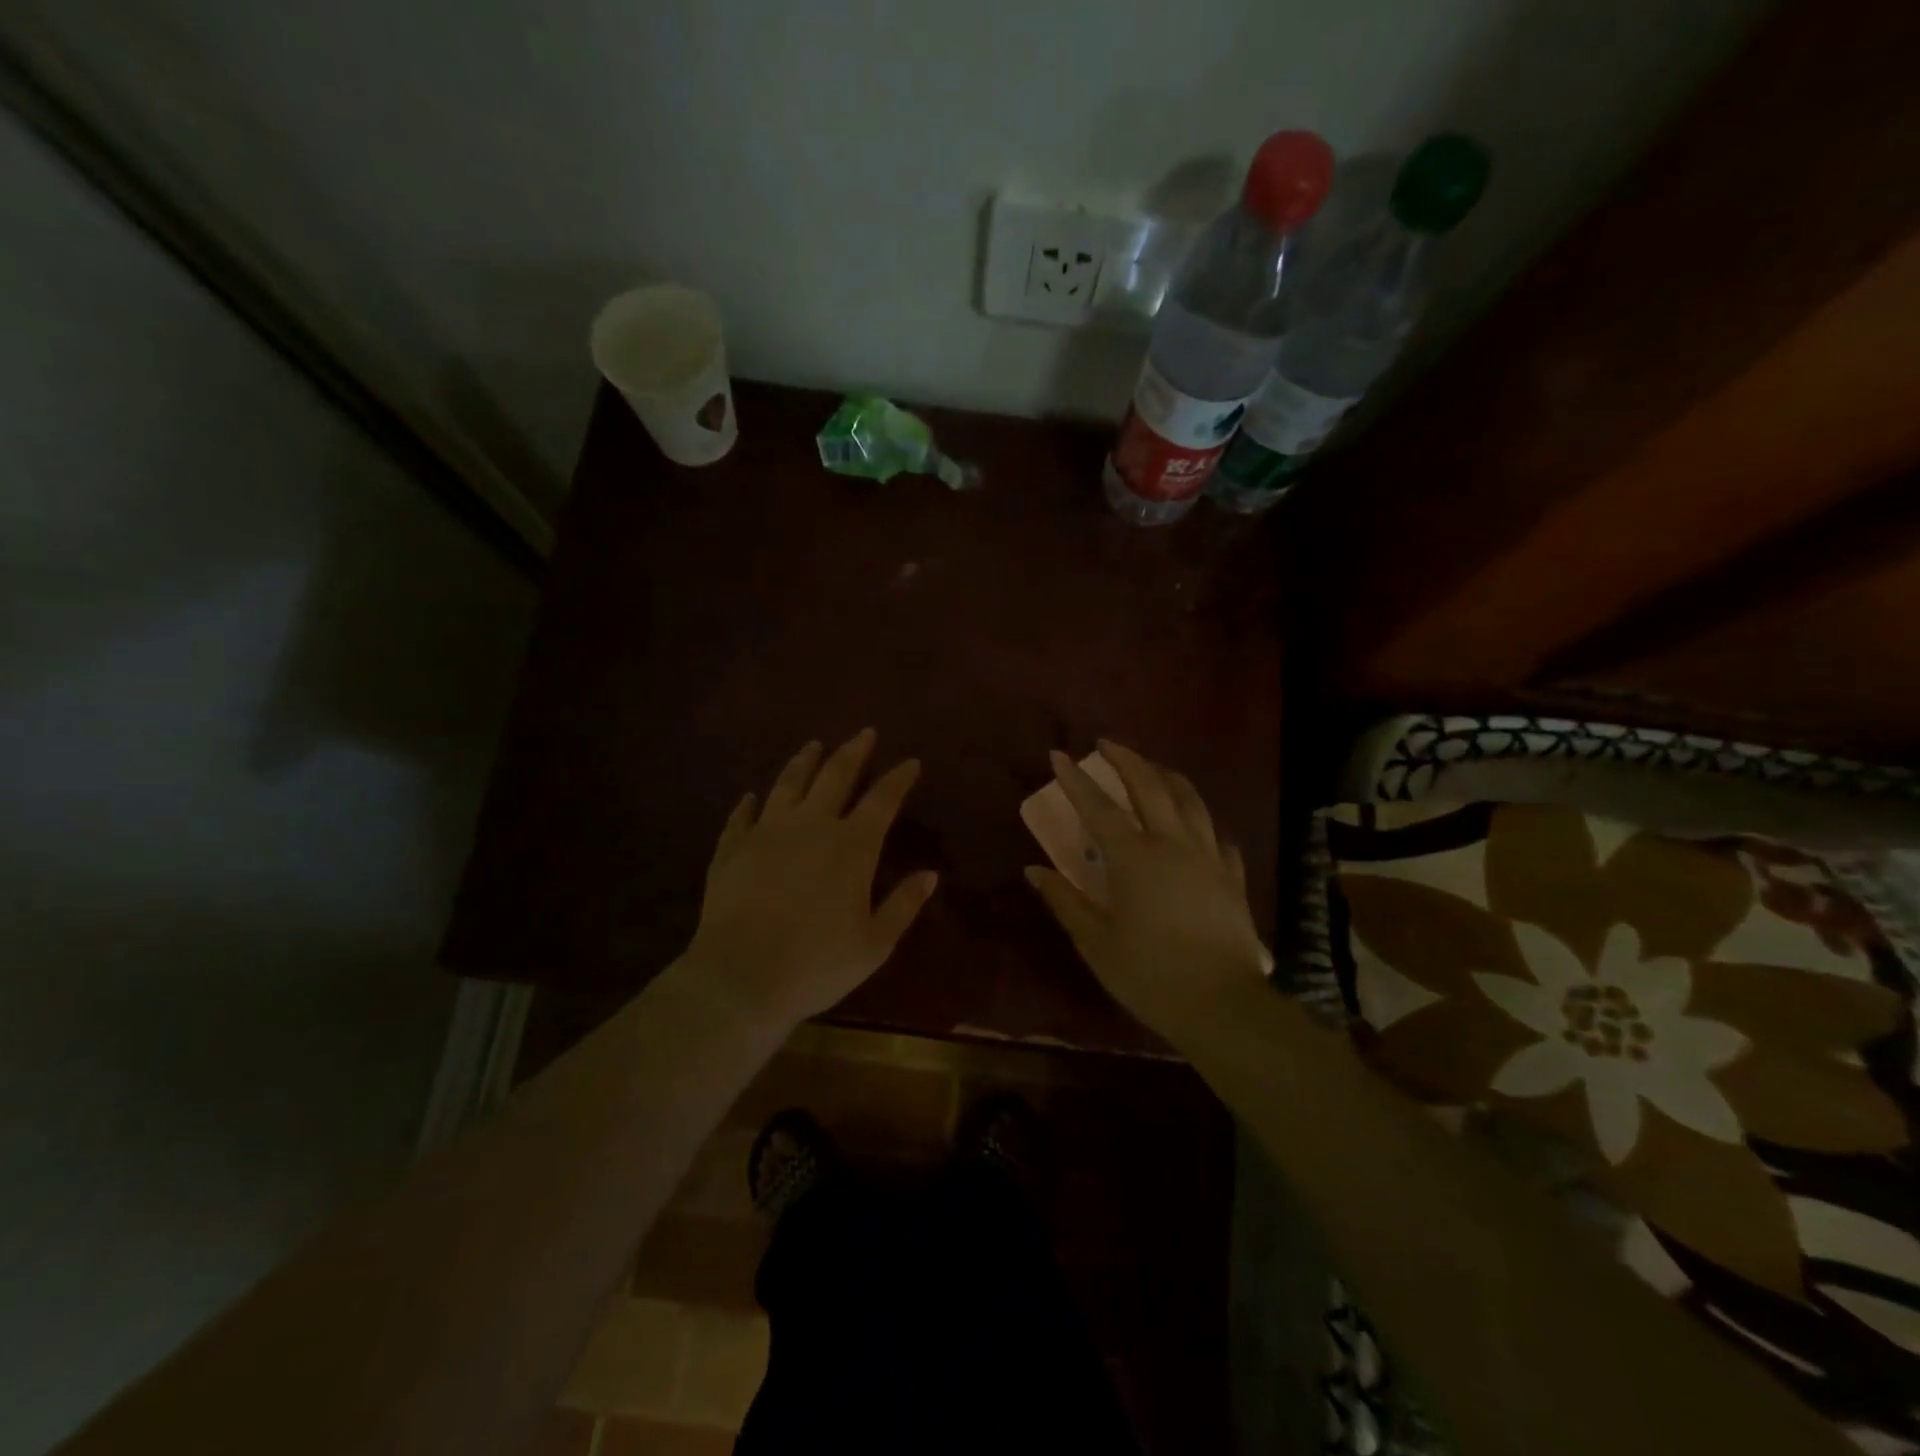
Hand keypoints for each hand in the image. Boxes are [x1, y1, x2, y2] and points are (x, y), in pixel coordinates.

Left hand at [685, 729, 937, 1026]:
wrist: (740, 978)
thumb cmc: (816, 965)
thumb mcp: (874, 944)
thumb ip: (903, 905)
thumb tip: (930, 874)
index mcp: (851, 846)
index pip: (881, 800)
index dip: (898, 778)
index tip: (910, 762)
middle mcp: (811, 826)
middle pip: (835, 776)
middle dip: (853, 751)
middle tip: (864, 732)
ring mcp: (767, 833)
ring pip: (789, 784)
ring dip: (804, 762)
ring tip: (814, 745)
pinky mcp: (732, 848)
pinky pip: (742, 816)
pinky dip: (749, 803)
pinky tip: (752, 795)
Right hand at [1026, 740, 1265, 1038]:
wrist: (1221, 1004)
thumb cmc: (1149, 973)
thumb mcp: (1095, 941)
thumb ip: (1064, 900)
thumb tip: (1034, 870)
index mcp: (1134, 857)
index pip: (1098, 808)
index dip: (1075, 780)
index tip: (1058, 755)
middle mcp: (1172, 844)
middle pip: (1150, 787)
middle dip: (1126, 760)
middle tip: (1107, 744)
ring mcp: (1208, 857)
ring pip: (1190, 800)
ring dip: (1166, 776)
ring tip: (1152, 768)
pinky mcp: (1232, 876)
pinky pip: (1216, 835)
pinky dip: (1200, 820)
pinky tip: (1195, 825)